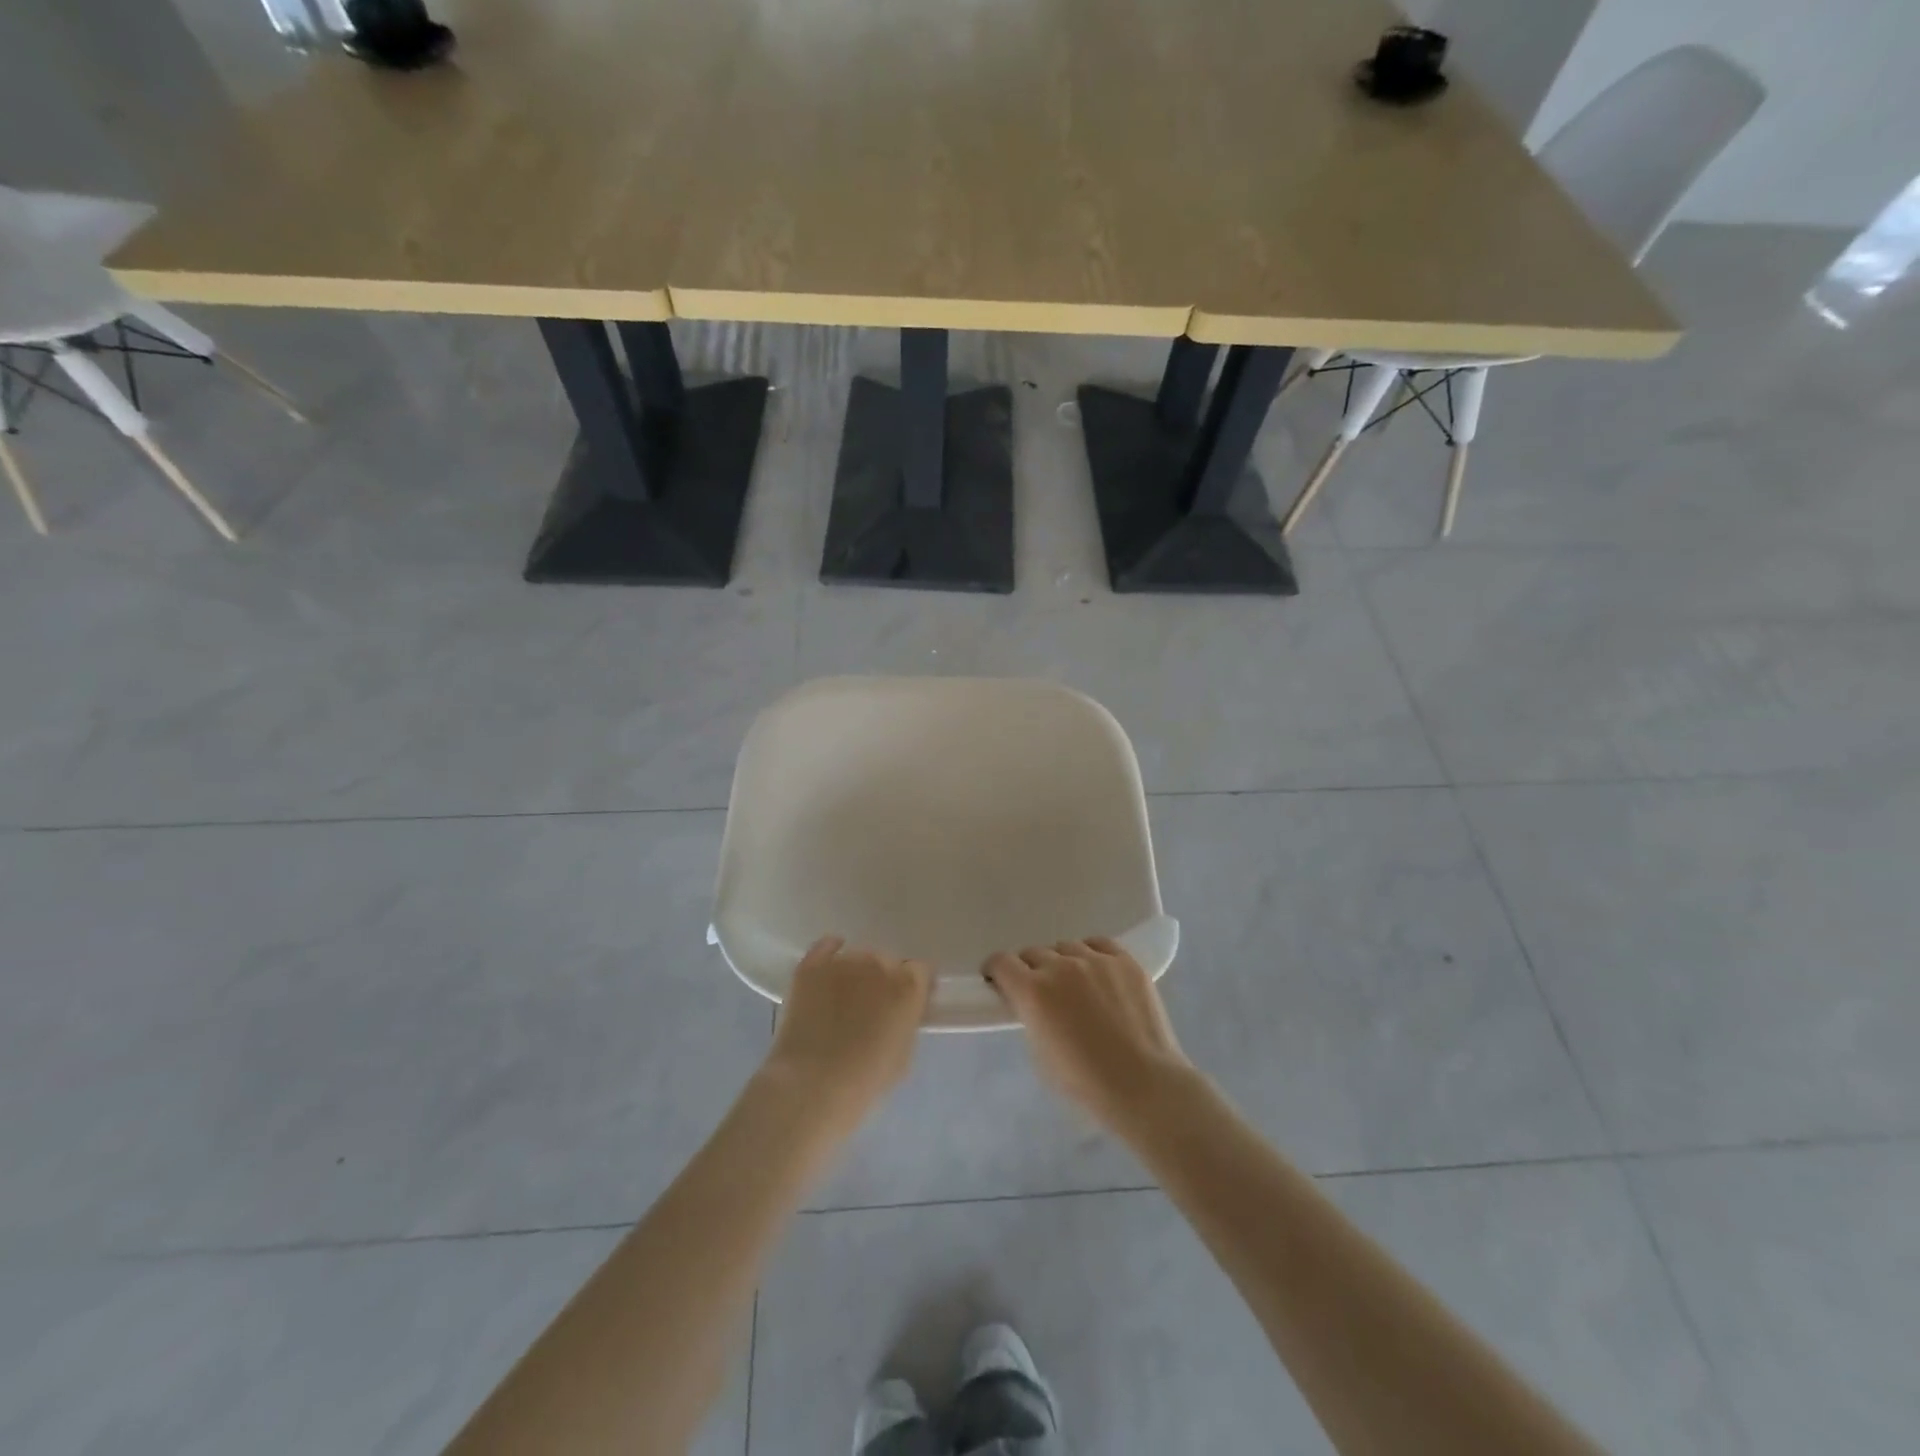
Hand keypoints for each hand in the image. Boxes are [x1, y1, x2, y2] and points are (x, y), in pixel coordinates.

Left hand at [763, 936, 931, 1133]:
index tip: (908, 1004)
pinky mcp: (812, 966)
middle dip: (883, 981)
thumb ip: (908, 1020)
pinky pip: (826, 947)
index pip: (920, 970)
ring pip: (857, 958)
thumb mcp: (904, 1054)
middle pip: (887, 962)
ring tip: (843, 1002)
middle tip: (872, 1009)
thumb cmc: (865, 1080)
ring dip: (856, 974)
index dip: (915, 987)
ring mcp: (843, 961)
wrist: (811, 1087)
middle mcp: (879, 962)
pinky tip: (828, 971)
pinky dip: (830, 954)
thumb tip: (903, 1010)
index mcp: (908, 985)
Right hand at [984, 937, 1194, 1132]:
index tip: (999, 982)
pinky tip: (1098, 973)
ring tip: (1076, 987)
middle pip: (1033, 953)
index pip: (1001, 962)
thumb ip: (1029, 1015)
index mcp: (1033, 991)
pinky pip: (1099, 944)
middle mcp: (1060, 967)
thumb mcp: (1039, 1052)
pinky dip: (1091, 955)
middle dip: (1030, 971)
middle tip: (1041, 994)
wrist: (1143, 1084)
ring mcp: (1096, 960)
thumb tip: (1029, 1002)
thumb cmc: (1085, 1082)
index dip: (996, 971)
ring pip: (1066, 948)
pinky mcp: (1125, 961)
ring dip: (1062, 963)